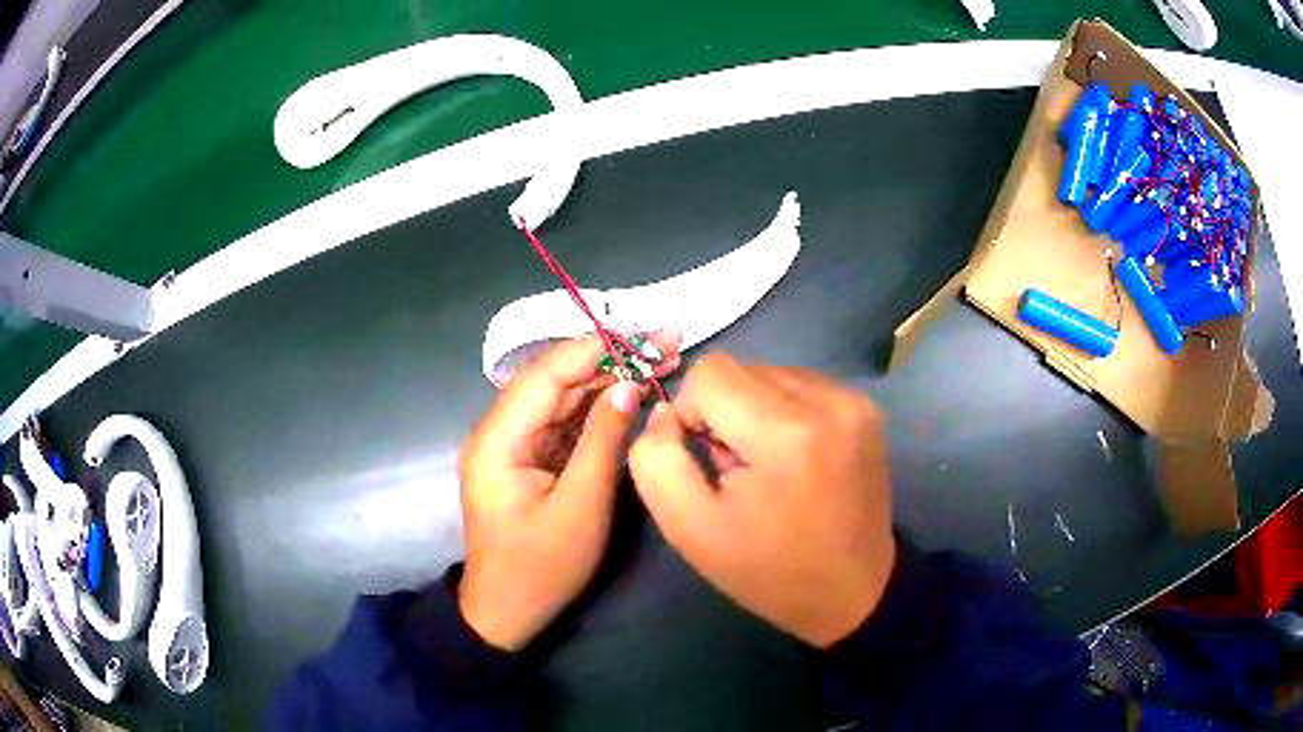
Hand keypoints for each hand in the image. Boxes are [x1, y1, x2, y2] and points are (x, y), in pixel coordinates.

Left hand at [457, 333, 680, 650]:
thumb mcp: (580, 507)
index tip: (644, 331)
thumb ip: (603, 442)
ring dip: (609, 378)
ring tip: (661, 359)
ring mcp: (515, 444)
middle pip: (556, 380)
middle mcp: (501, 431)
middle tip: (666, 341)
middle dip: (610, 358)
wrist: (507, 611)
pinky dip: (600, 407)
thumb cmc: (540, 568)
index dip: (595, 348)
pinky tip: (634, 392)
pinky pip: (566, 422)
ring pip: (564, 397)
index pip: (547, 374)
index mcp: (499, 439)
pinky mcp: (531, 459)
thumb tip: (628, 384)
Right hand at [629, 353, 895, 647]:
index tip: (706, 460)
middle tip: (737, 470)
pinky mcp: (866, 408)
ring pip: (769, 373)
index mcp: (786, 433)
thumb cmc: (769, 570)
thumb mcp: (689, 529)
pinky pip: (800, 385)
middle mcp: (829, 401)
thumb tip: (665, 412)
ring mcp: (854, 401)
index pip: (709, 373)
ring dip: (753, 411)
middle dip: (723, 413)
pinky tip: (793, 457)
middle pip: (741, 369)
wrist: (852, 592)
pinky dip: (782, 413)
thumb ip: (657, 460)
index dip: (690, 412)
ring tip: (767, 465)